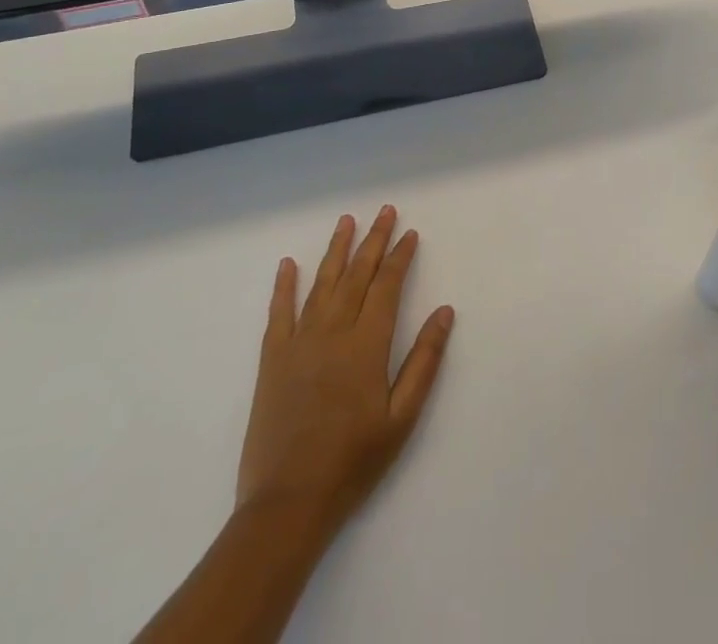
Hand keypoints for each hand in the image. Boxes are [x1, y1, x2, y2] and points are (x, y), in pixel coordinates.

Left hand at [235, 207, 454, 540]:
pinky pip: (278, 313)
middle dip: (373, 241)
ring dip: (336, 250)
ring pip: (321, 284)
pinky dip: (284, 286)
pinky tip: (288, 264)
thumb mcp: (402, 417)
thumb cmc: (353, 462)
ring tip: (347, 221)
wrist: (287, 505)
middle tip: (385, 212)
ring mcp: (299, 343)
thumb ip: (424, 360)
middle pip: (356, 275)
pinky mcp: (272, 361)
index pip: (387, 286)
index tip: (410, 234)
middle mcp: (333, 332)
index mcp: (366, 344)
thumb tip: (445, 311)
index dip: (400, 257)